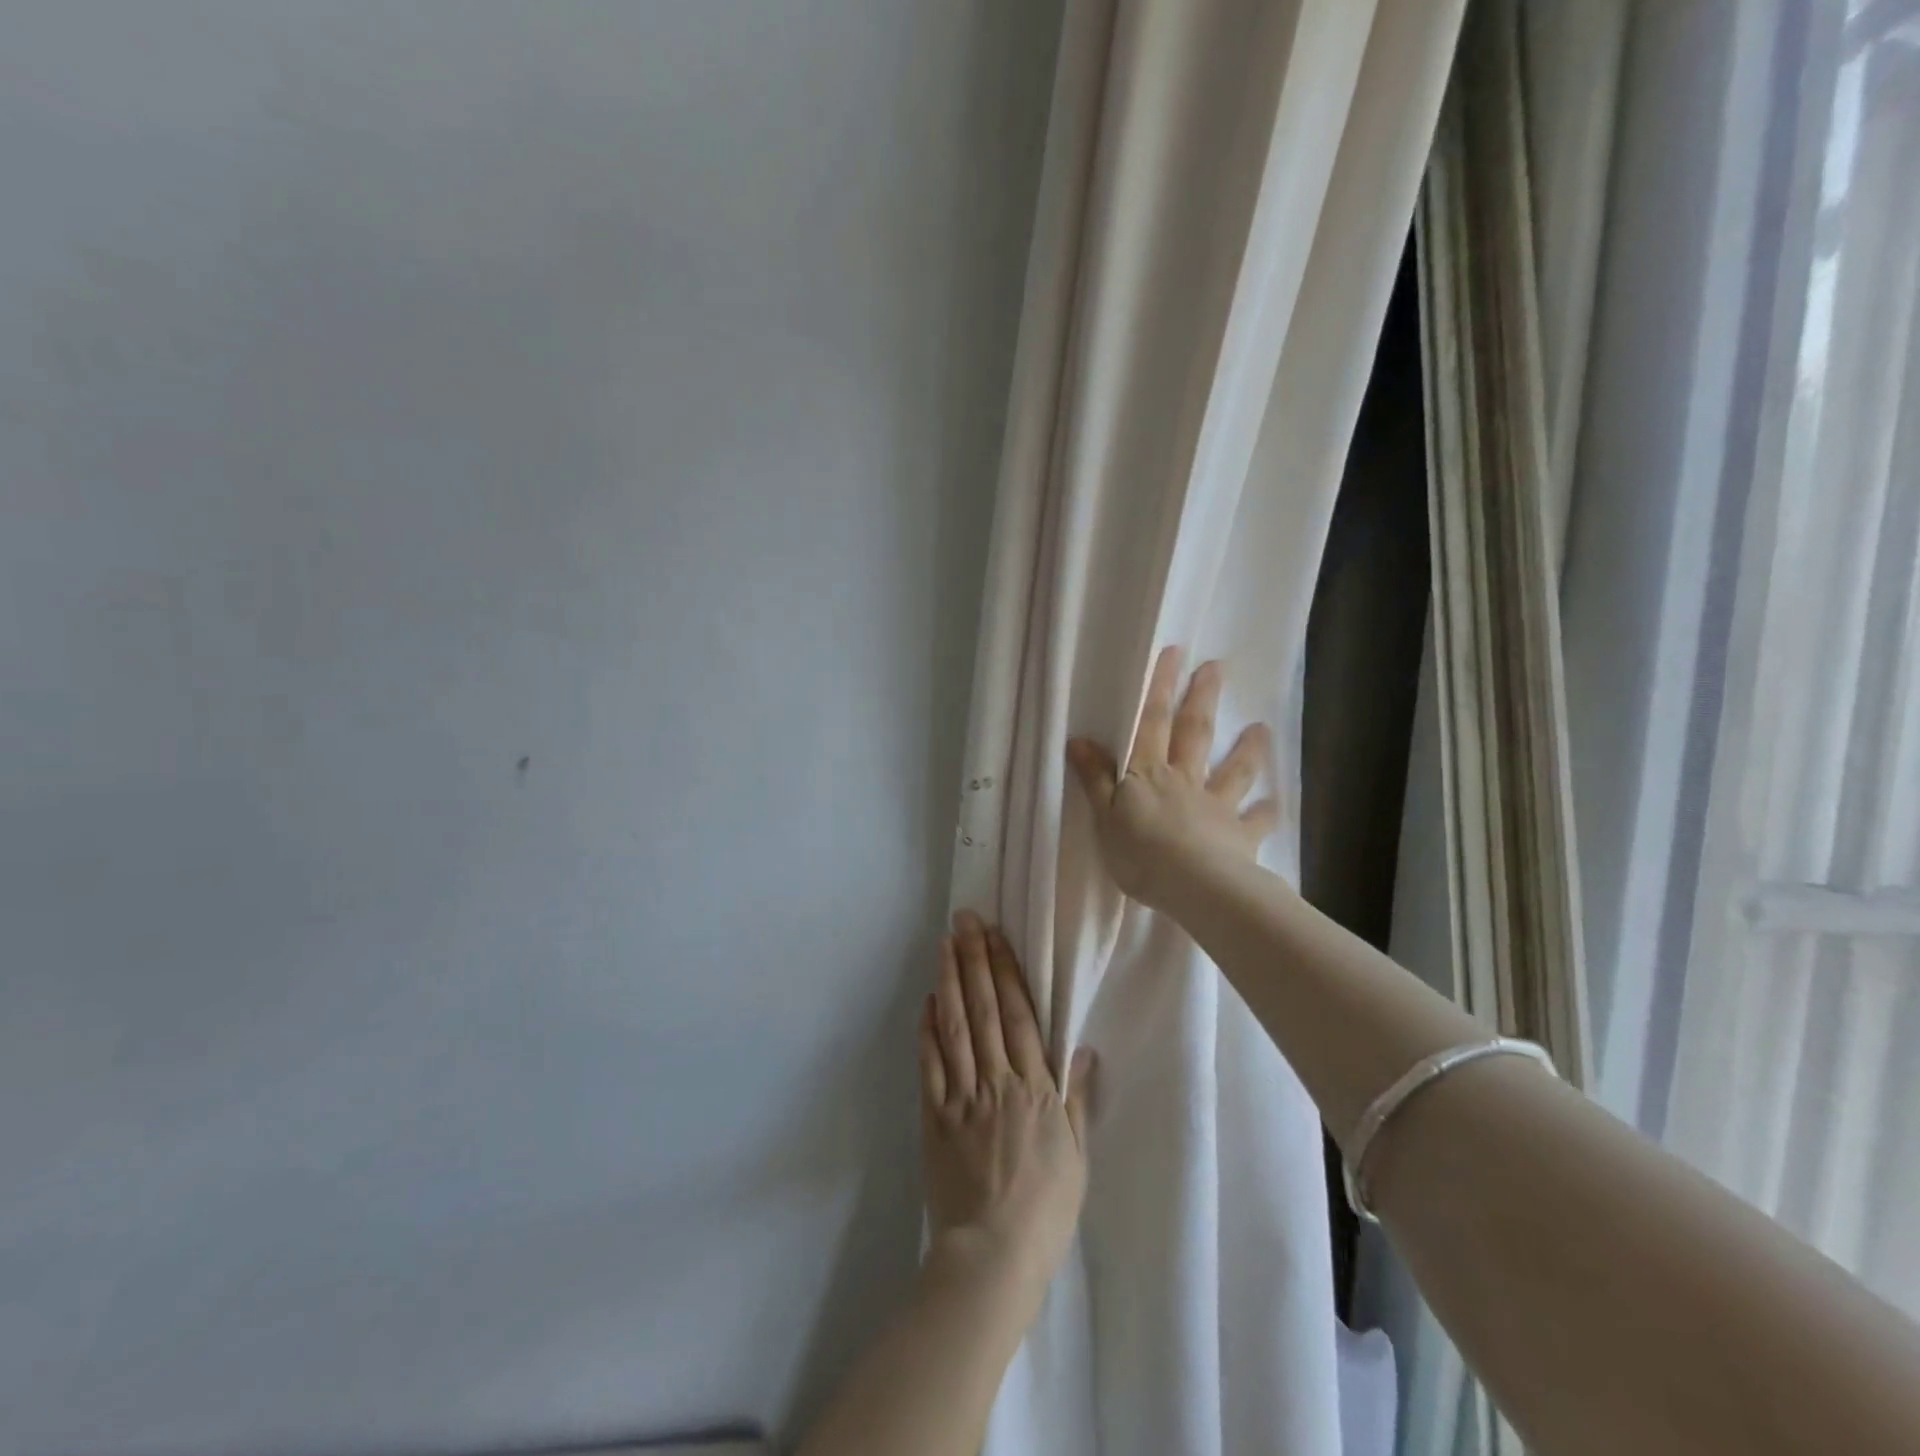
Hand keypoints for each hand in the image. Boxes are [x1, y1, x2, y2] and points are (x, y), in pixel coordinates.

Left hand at [919, 910, 1094, 1296]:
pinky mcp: (934, 1117)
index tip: (996, 936)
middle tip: (964, 920)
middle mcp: (997, 1082)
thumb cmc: (1045, 1208)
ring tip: (944, 944)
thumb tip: (1082, 1048)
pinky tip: (927, 1001)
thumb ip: (1076, 1097)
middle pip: (985, 1010)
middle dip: (974, 960)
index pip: (1019, 1016)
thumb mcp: (1076, 1154)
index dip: (1006, 971)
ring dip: (950, 981)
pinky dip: (927, 1031)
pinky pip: (930, 1067)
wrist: (994, 1256)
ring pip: (956, 1028)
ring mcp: (962, 1097)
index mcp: (1034, 1088)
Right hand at [1066, 645, 1279, 909]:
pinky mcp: (1239, 836)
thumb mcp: (1103, 816)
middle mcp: (1185, 781)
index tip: (1175, 654)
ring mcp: (1216, 806)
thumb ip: (1095, 778)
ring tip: (1261, 728)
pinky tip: (1275, 804)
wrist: (1194, 886)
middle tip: (1216, 668)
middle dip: (1202, 699)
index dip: (1161, 688)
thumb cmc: (1140, 853)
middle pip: (1195, 734)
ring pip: (1233, 771)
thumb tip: (1079, 739)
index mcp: (1149, 774)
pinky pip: (1256, 821)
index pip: (1152, 723)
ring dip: (1247, 749)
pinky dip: (1266, 812)